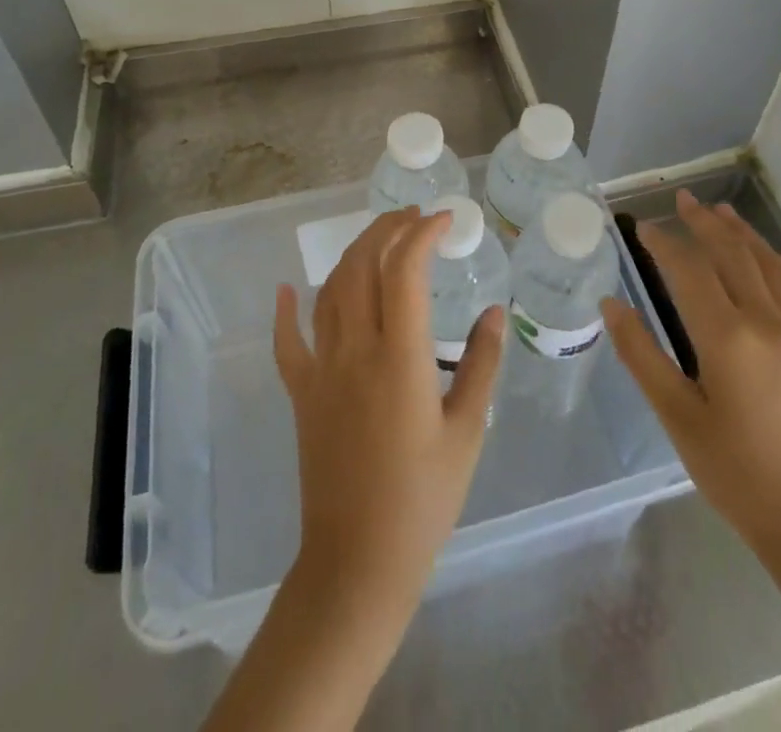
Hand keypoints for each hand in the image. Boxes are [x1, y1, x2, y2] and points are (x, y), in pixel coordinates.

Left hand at [273, 206, 504, 614]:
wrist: (357, 562)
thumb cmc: (423, 499)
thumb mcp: (467, 431)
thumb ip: (482, 364)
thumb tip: (494, 311)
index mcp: (399, 357)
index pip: (404, 269)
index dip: (422, 233)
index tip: (446, 219)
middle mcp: (355, 350)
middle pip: (362, 266)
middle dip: (387, 229)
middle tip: (414, 217)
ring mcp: (321, 370)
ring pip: (330, 291)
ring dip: (353, 254)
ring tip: (379, 238)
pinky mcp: (302, 394)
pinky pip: (287, 342)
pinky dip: (286, 310)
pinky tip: (288, 288)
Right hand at [601, 190, 780, 593]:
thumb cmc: (737, 475)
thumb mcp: (678, 418)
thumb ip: (642, 355)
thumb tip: (611, 304)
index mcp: (727, 338)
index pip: (690, 270)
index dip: (665, 243)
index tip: (643, 226)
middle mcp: (768, 323)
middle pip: (732, 255)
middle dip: (704, 223)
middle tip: (682, 200)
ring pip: (769, 266)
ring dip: (742, 234)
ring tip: (721, 210)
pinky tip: (774, 254)